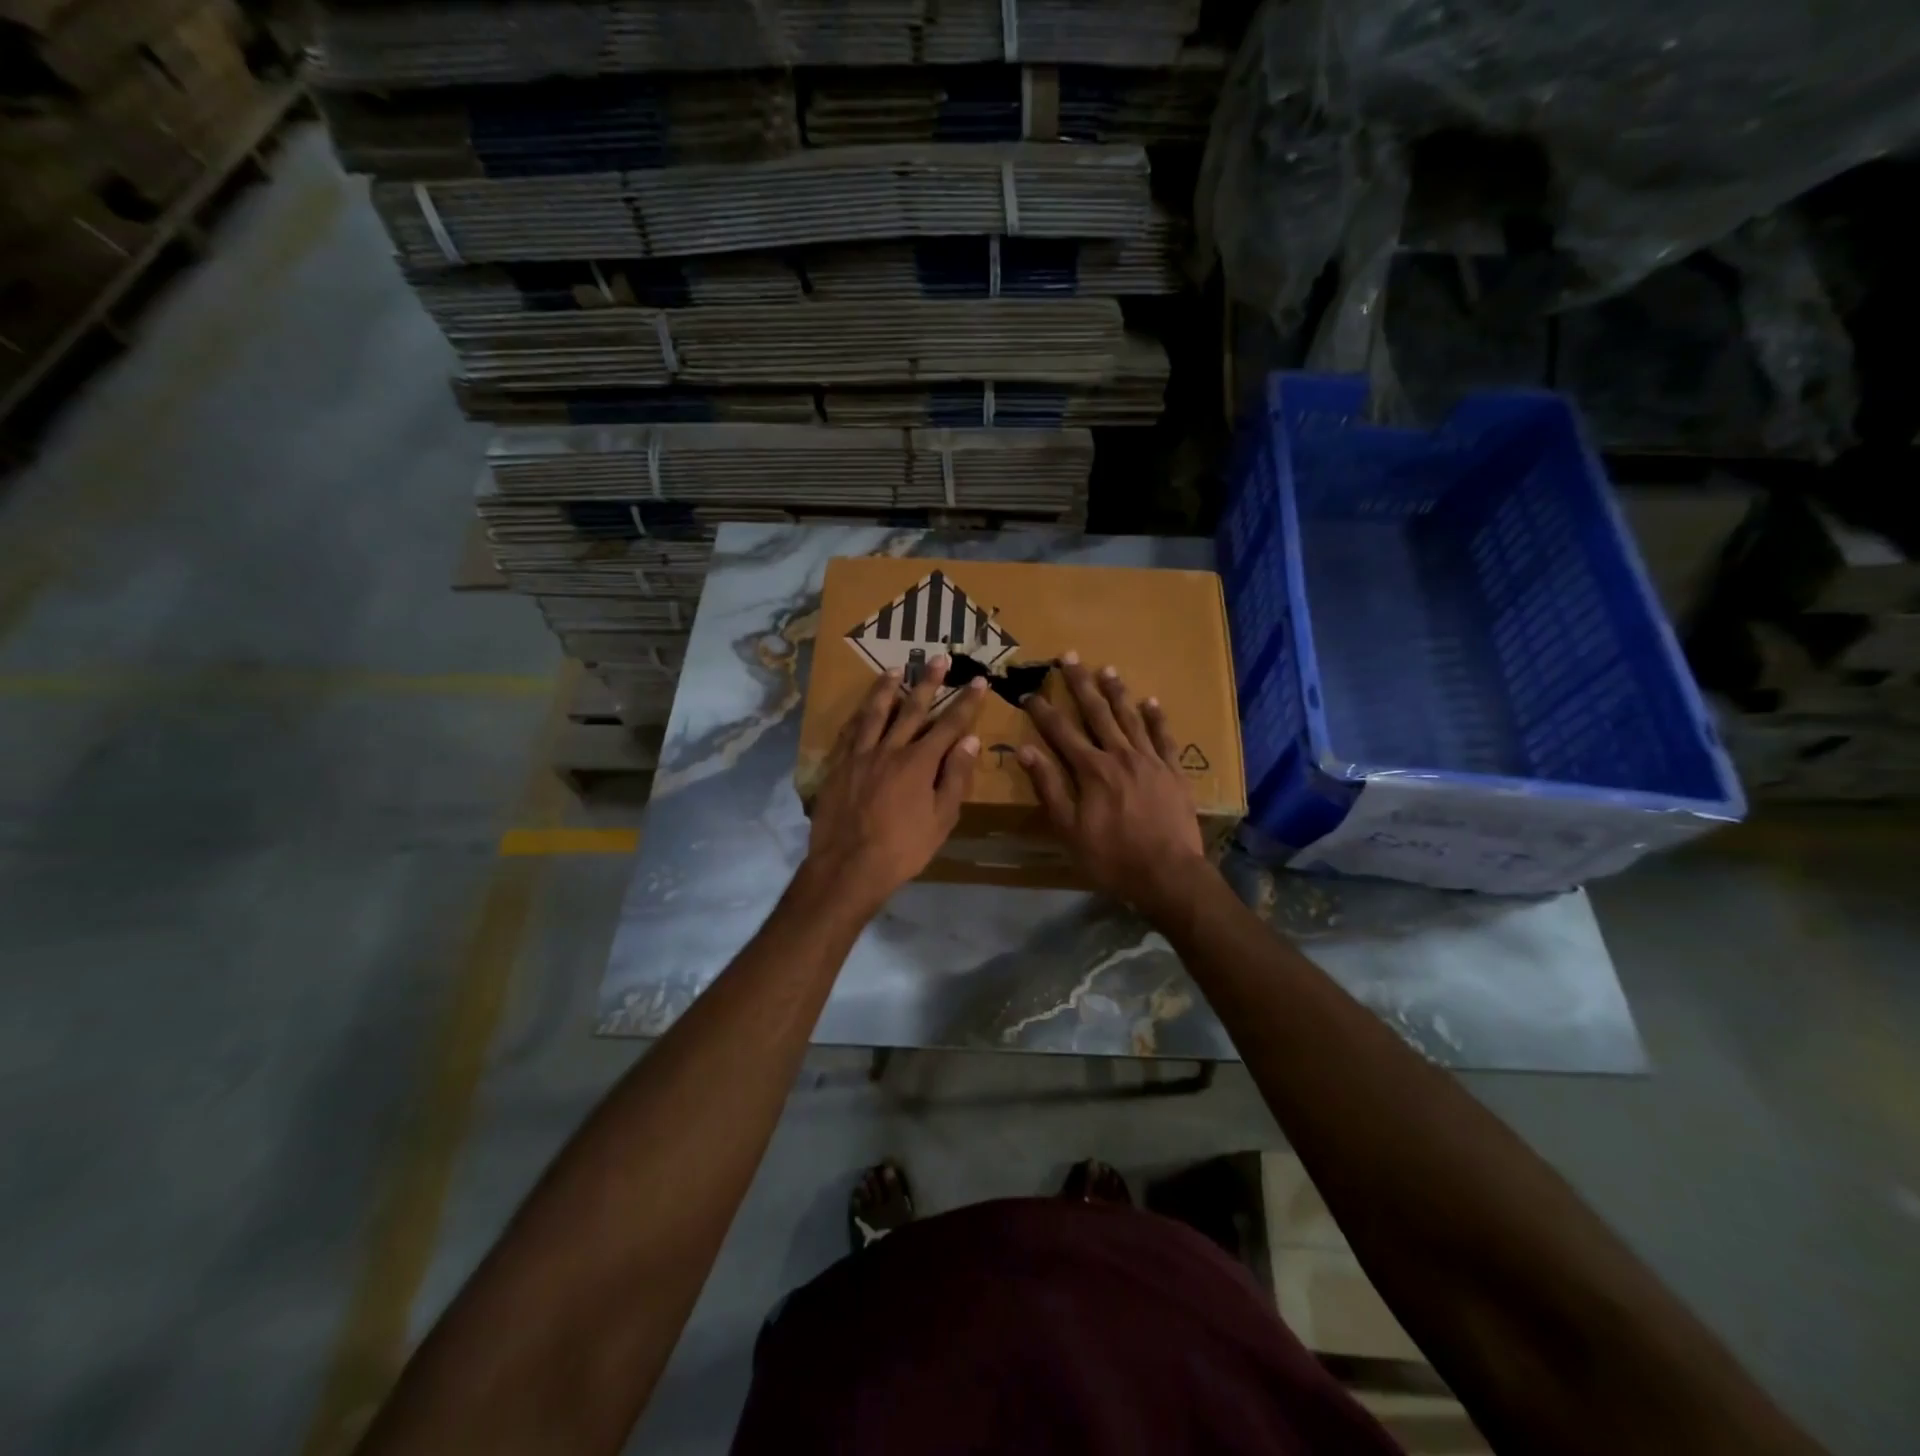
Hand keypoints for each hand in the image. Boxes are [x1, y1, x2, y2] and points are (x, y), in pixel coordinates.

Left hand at [802, 656, 988, 916]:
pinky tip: (861, 708)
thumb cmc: (903, 849)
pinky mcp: (838, 765)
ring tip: (895, 669)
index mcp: (919, 762)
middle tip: (938, 658)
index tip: (977, 680)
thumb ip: (955, 778)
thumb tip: (970, 741)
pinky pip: (849, 731)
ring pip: (875, 712)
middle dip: (928, 682)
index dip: (965, 702)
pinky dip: (858, 715)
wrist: (848, 867)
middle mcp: (889, 749)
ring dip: (887, 688)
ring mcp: (860, 755)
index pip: (949, 724)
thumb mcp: (941, 819)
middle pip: (912, 708)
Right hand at [1017, 655, 1210, 915]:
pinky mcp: (1173, 771)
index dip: (1043, 711)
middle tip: (1069, 656)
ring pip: (1130, 718)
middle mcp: (1120, 755)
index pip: (1061, 732)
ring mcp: (1150, 760)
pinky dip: (1157, 718)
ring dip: (1117, 692)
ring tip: (1106, 670)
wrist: (1167, 874)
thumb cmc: (1111, 856)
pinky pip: (1164, 737)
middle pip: (1097, 712)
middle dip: (1080, 684)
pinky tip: (1151, 702)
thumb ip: (1049, 787)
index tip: (1029, 692)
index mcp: (1091, 769)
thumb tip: (1026, 751)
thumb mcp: (1068, 829)